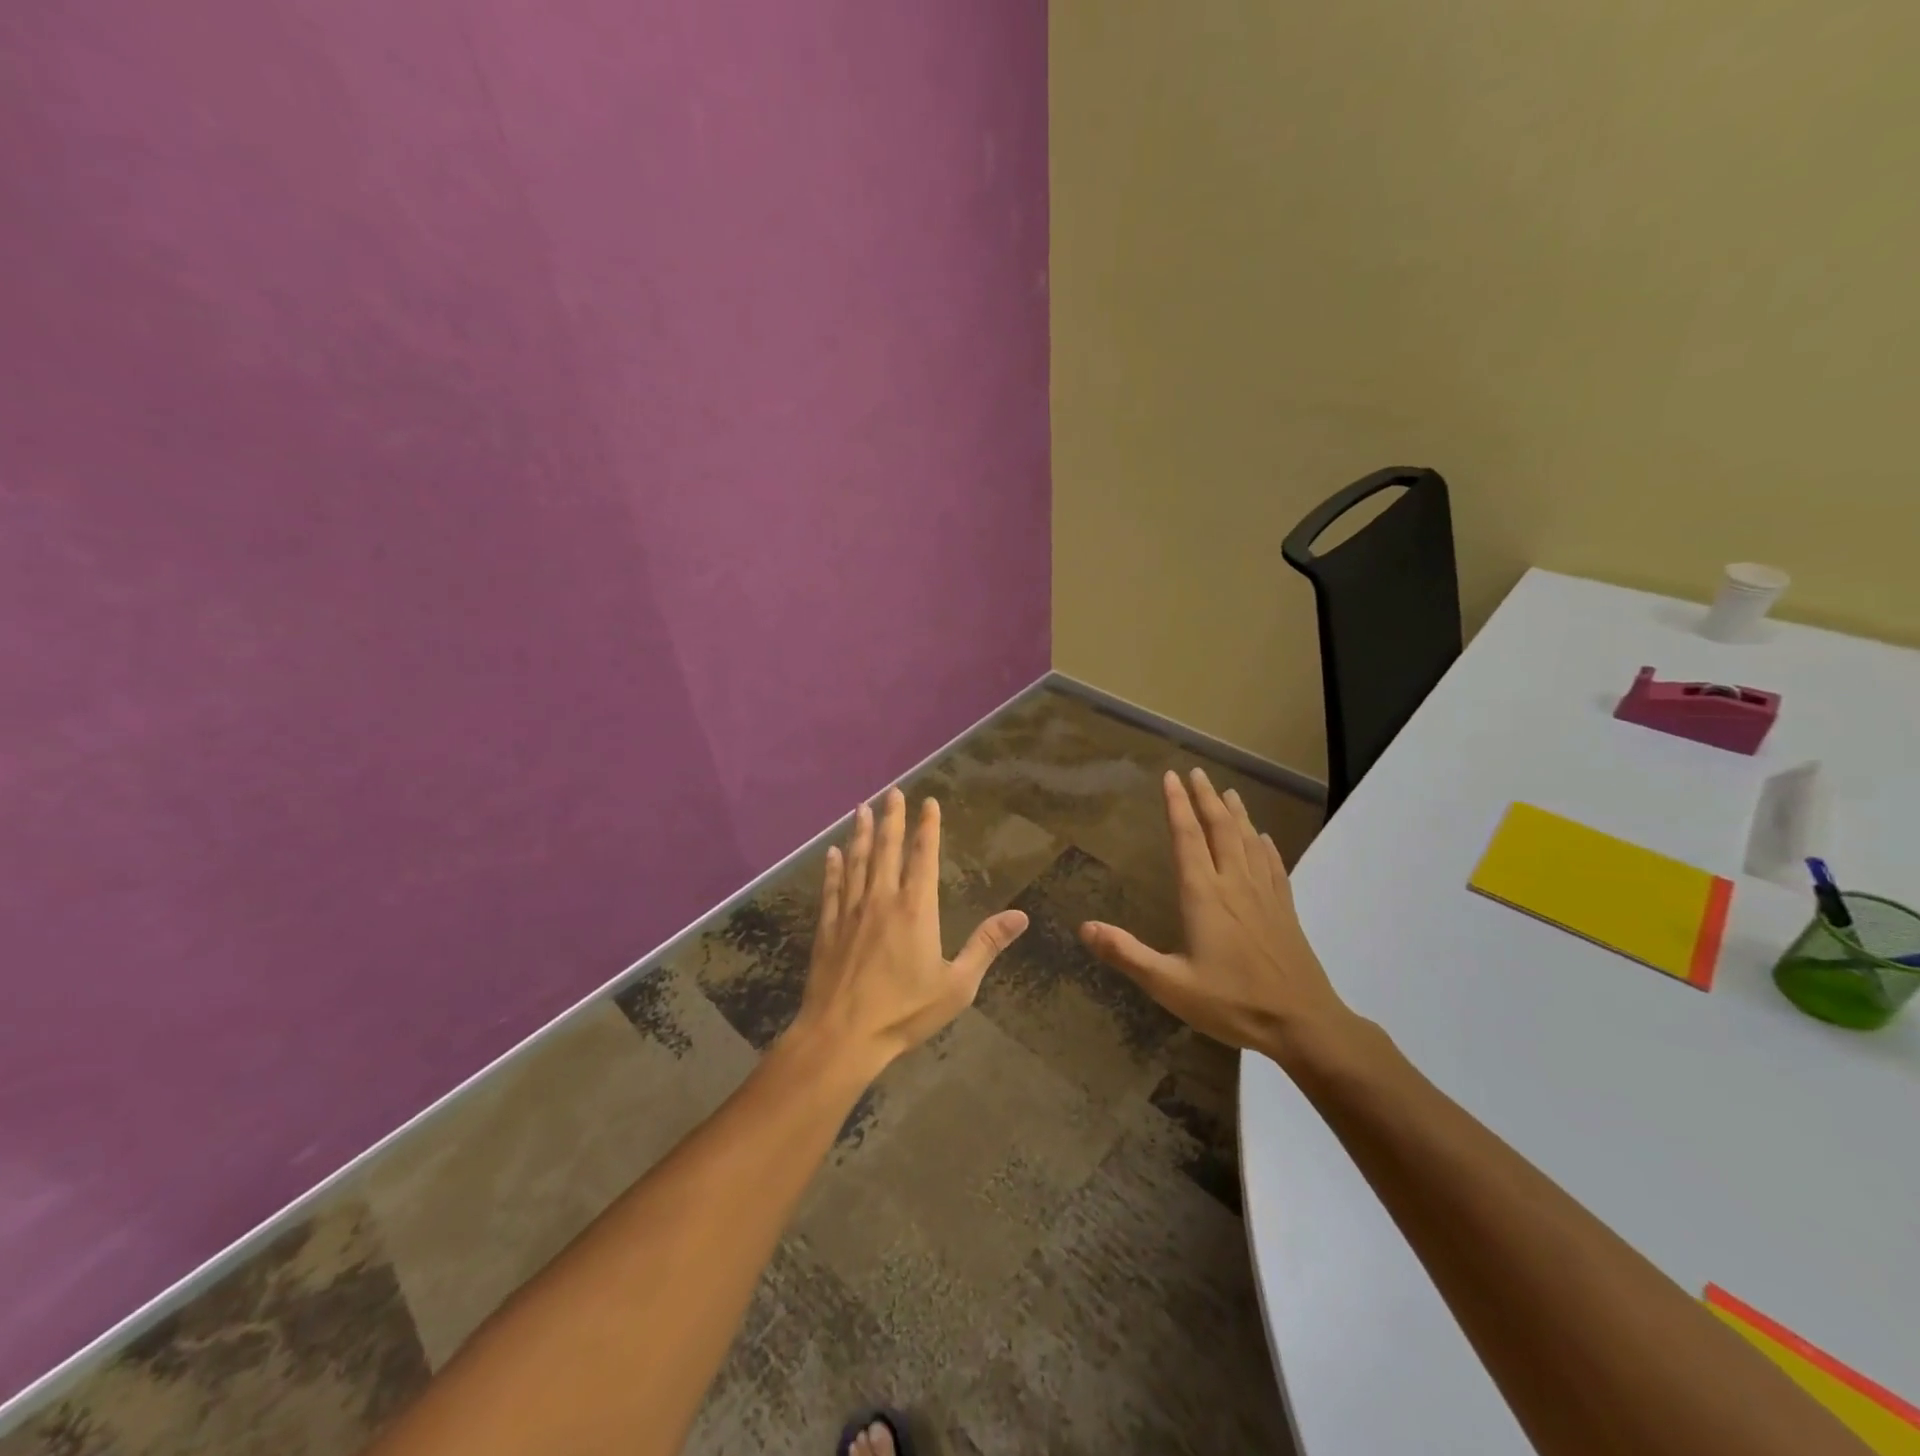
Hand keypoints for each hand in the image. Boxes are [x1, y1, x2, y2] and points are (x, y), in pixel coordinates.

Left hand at [789, 788, 1028, 1078]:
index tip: (927, 802)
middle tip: (892, 791)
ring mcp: (851, 911)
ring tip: (862, 808)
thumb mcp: (957, 985)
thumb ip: (986, 945)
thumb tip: (1021, 916)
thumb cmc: (904, 1011)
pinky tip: (833, 853)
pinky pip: (831, 887)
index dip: (926, 827)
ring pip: (857, 860)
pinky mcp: (827, 926)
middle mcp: (882, 899)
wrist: (842, 1035)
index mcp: (916, 908)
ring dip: (861, 833)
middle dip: (891, 817)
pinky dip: (833, 867)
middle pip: (886, 848)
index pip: (923, 856)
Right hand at [1078, 768, 1356, 1065]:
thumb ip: (1126, 954)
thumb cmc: (1232, 1003)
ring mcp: (1264, 895)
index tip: (1170, 777)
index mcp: (1204, 895)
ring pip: (1249, 841)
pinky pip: (1274, 865)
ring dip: (1236, 813)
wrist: (1303, 1024)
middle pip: (1221, 829)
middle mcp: (1235, 885)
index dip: (1177, 805)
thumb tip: (1084, 927)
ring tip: (1228, 792)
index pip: (1187, 838)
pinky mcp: (1285, 909)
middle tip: (1197, 772)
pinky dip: (1266, 845)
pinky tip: (1264, 838)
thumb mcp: (1170, 985)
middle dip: (1206, 798)